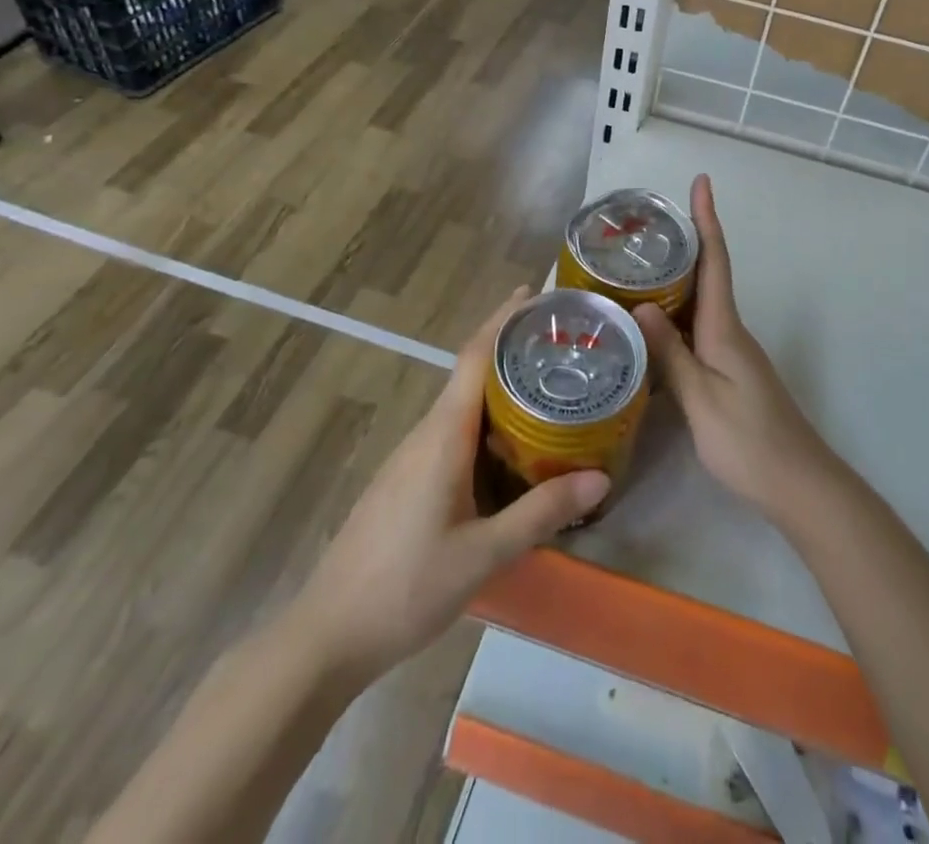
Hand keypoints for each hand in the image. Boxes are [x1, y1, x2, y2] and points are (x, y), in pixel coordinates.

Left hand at [291, 289, 609, 684]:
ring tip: (549, 387)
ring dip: (501, 387)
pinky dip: (486, 422)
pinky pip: (453, 433)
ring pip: (462, 406)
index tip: (536, 295)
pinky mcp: (407, 481)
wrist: (328, 634)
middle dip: (511, 348)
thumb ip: (541, 513)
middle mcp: (426, 433)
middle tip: (562, 342)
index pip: (475, 357)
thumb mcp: (484, 554)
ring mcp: (412, 457)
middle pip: (471, 373)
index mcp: (443, 435)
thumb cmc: (406, 586)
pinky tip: (511, 447)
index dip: (504, 319)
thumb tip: (600, 478)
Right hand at [634, 176, 838, 526]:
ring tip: (635, 268)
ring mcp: (733, 352)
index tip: (702, 182)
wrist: (798, 484)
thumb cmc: (747, 439)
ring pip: (700, 303)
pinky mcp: (730, 372)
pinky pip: (699, 329)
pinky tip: (653, 326)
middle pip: (707, 274)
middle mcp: (730, 330)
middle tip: (643, 227)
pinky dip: (677, 316)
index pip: (715, 260)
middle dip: (684, 243)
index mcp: (724, 327)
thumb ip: (670, 353)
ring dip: (676, 280)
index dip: (707, 220)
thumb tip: (641, 305)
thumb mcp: (700, 398)